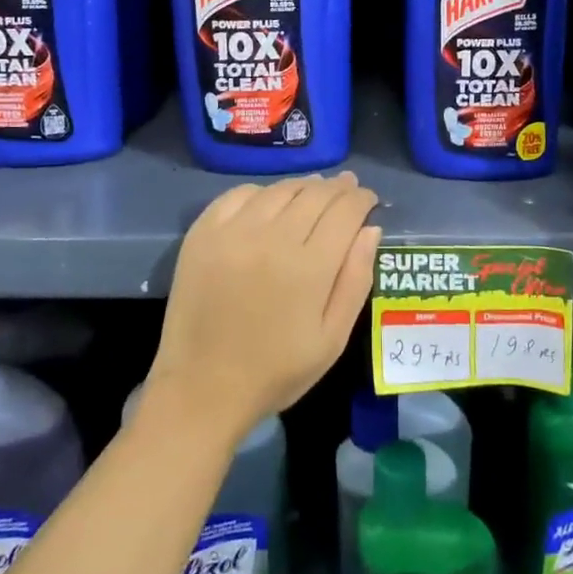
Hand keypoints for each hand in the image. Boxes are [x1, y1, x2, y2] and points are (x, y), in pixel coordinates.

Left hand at [146, 172, 381, 443]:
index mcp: (309, 267)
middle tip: (347, 188)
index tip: (368, 198)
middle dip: (338, 188)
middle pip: (314, 193)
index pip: (345, 211)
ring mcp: (233, 231)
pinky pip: (239, 194)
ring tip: (315, 190)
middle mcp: (272, 237)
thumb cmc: (276, 371)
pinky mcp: (203, 233)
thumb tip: (371, 229)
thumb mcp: (332, 338)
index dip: (361, 199)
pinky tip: (270, 201)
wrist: (201, 388)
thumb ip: (355, 280)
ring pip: (280, 189)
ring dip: (304, 185)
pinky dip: (263, 192)